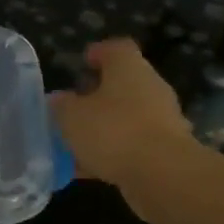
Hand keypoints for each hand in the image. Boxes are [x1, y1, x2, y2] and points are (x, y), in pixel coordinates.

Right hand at [48, 39, 192, 190]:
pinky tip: (87, 169)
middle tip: (72, 107)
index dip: (98, 53)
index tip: (82, 63)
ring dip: (102, 127)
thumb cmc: (113, 131)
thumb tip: (59, 99)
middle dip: (96, 95)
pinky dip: (110, 152)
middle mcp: (150, 87)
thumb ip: (61, 105)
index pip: (116, 49)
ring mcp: (161, 119)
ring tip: (74, 143)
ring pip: (125, 117)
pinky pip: (130, 144)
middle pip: (122, 83)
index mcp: (129, 68)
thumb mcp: (71, 116)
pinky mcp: (164, 149)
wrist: (162, 174)